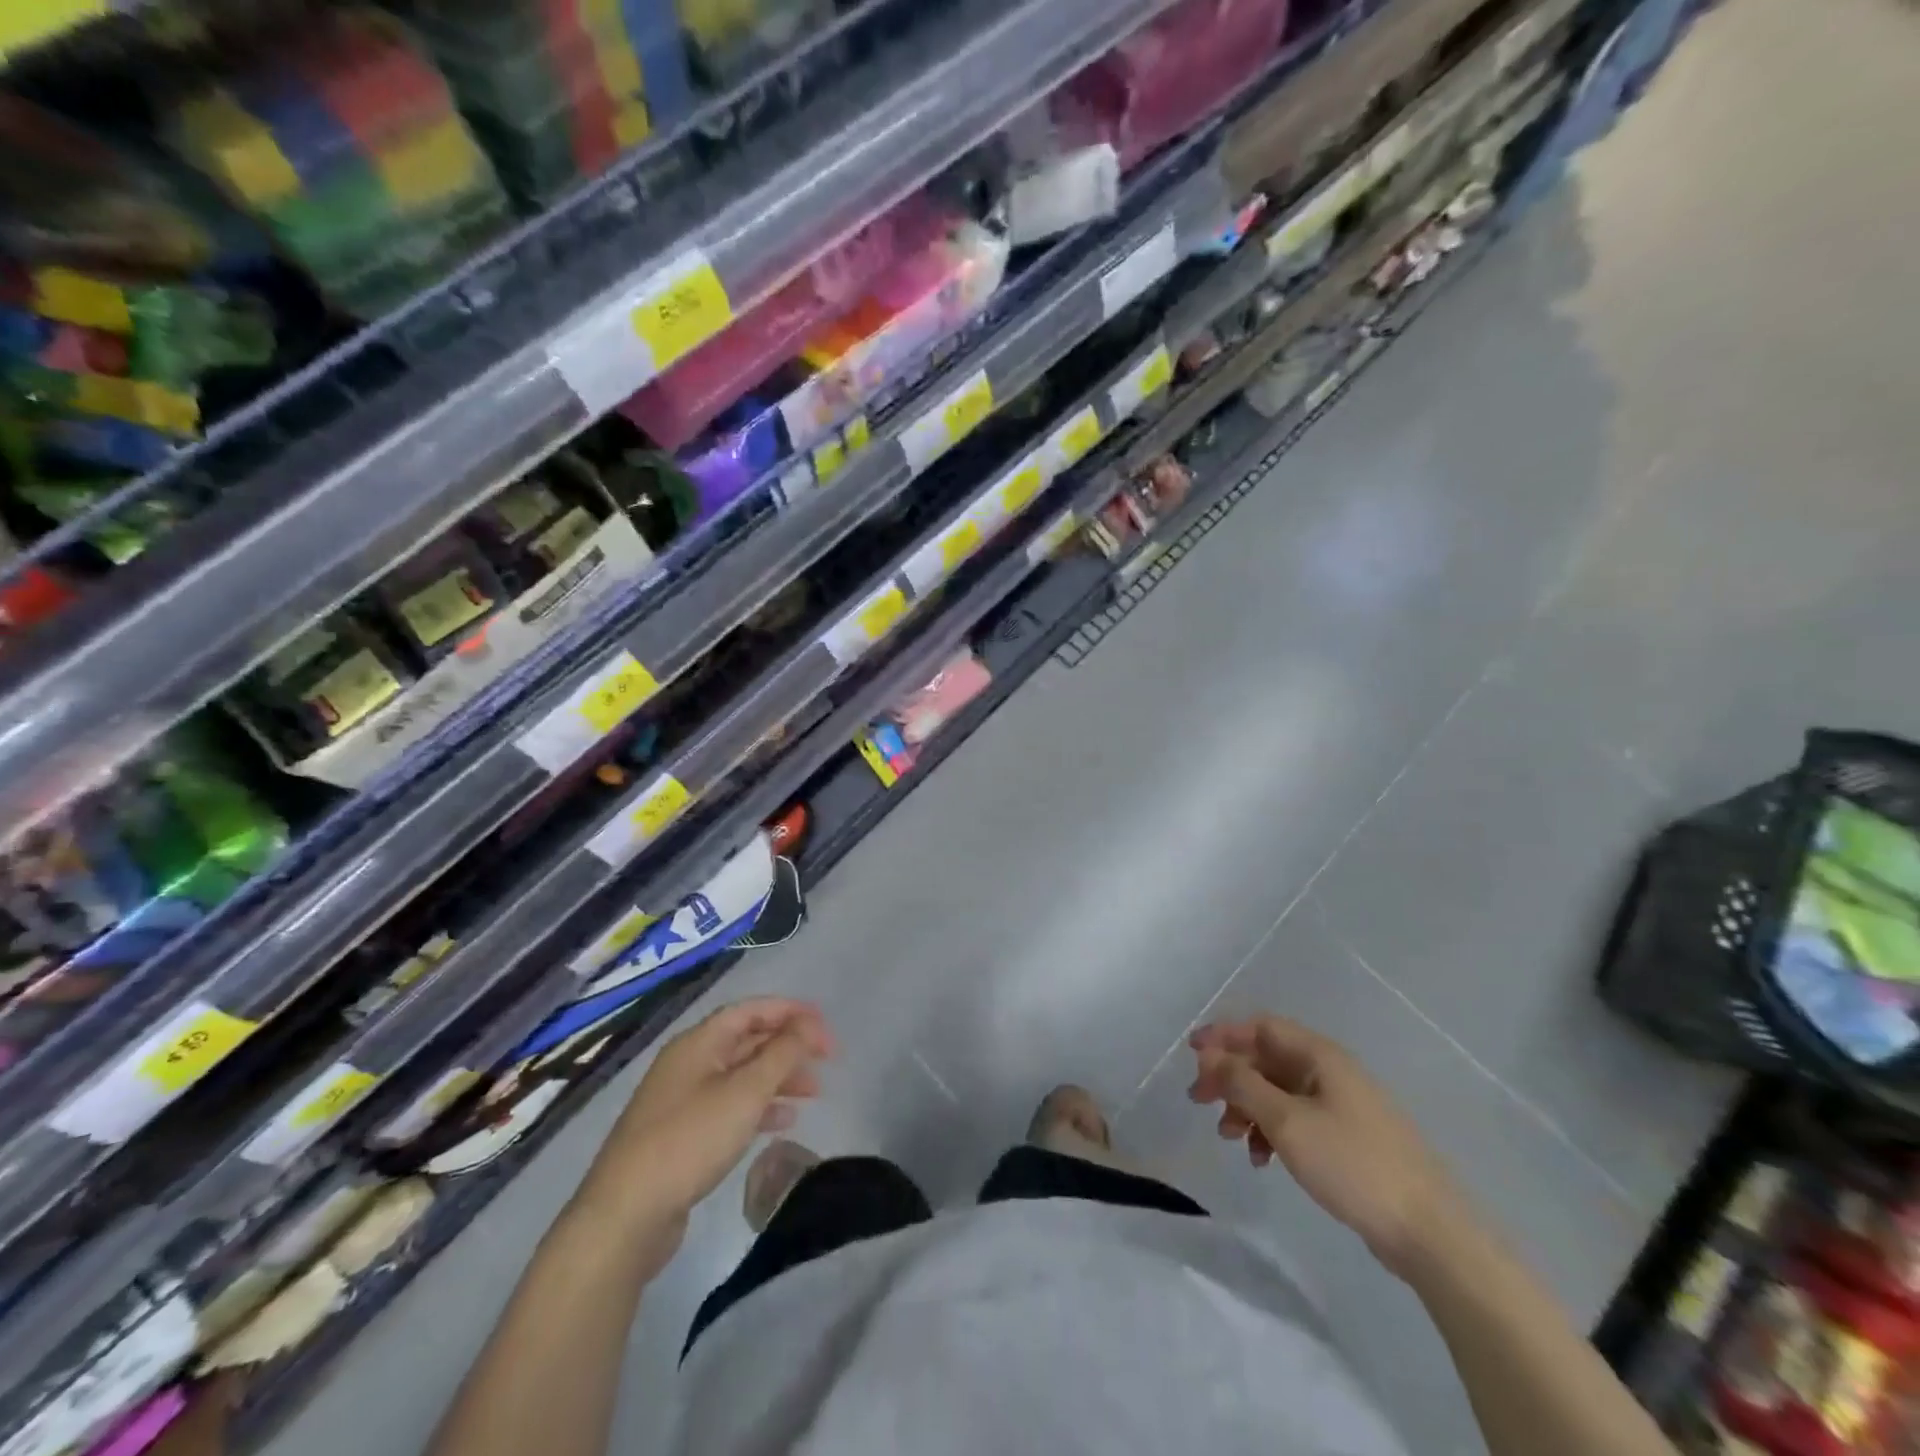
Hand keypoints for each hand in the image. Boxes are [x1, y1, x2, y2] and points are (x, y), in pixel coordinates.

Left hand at [579, 998, 834, 1240]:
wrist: (625, 1216)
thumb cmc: (690, 1140)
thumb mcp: (745, 1092)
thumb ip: (782, 1053)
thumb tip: (808, 1024)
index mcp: (699, 1042)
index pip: (752, 1010)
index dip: (791, 1012)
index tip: (826, 1027)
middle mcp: (689, 1062)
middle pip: (747, 1040)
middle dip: (788, 1046)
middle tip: (826, 1061)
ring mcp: (683, 1099)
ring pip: (741, 1075)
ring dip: (778, 1077)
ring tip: (814, 1093)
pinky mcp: (682, 1135)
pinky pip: (730, 1106)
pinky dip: (759, 1107)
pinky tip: (784, 1122)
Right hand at [1188, 1014, 1466, 1279]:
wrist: (1430, 1233)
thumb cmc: (1352, 1164)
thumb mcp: (1286, 1121)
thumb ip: (1242, 1084)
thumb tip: (1210, 1055)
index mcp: (1320, 1056)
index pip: (1261, 1027)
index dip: (1223, 1035)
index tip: (1191, 1054)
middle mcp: (1331, 1072)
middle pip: (1267, 1058)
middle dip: (1230, 1076)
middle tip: (1200, 1100)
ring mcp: (1342, 1106)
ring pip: (1279, 1091)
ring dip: (1247, 1106)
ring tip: (1229, 1137)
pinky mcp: (1348, 1139)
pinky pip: (1296, 1119)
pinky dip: (1272, 1130)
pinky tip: (1262, 1158)